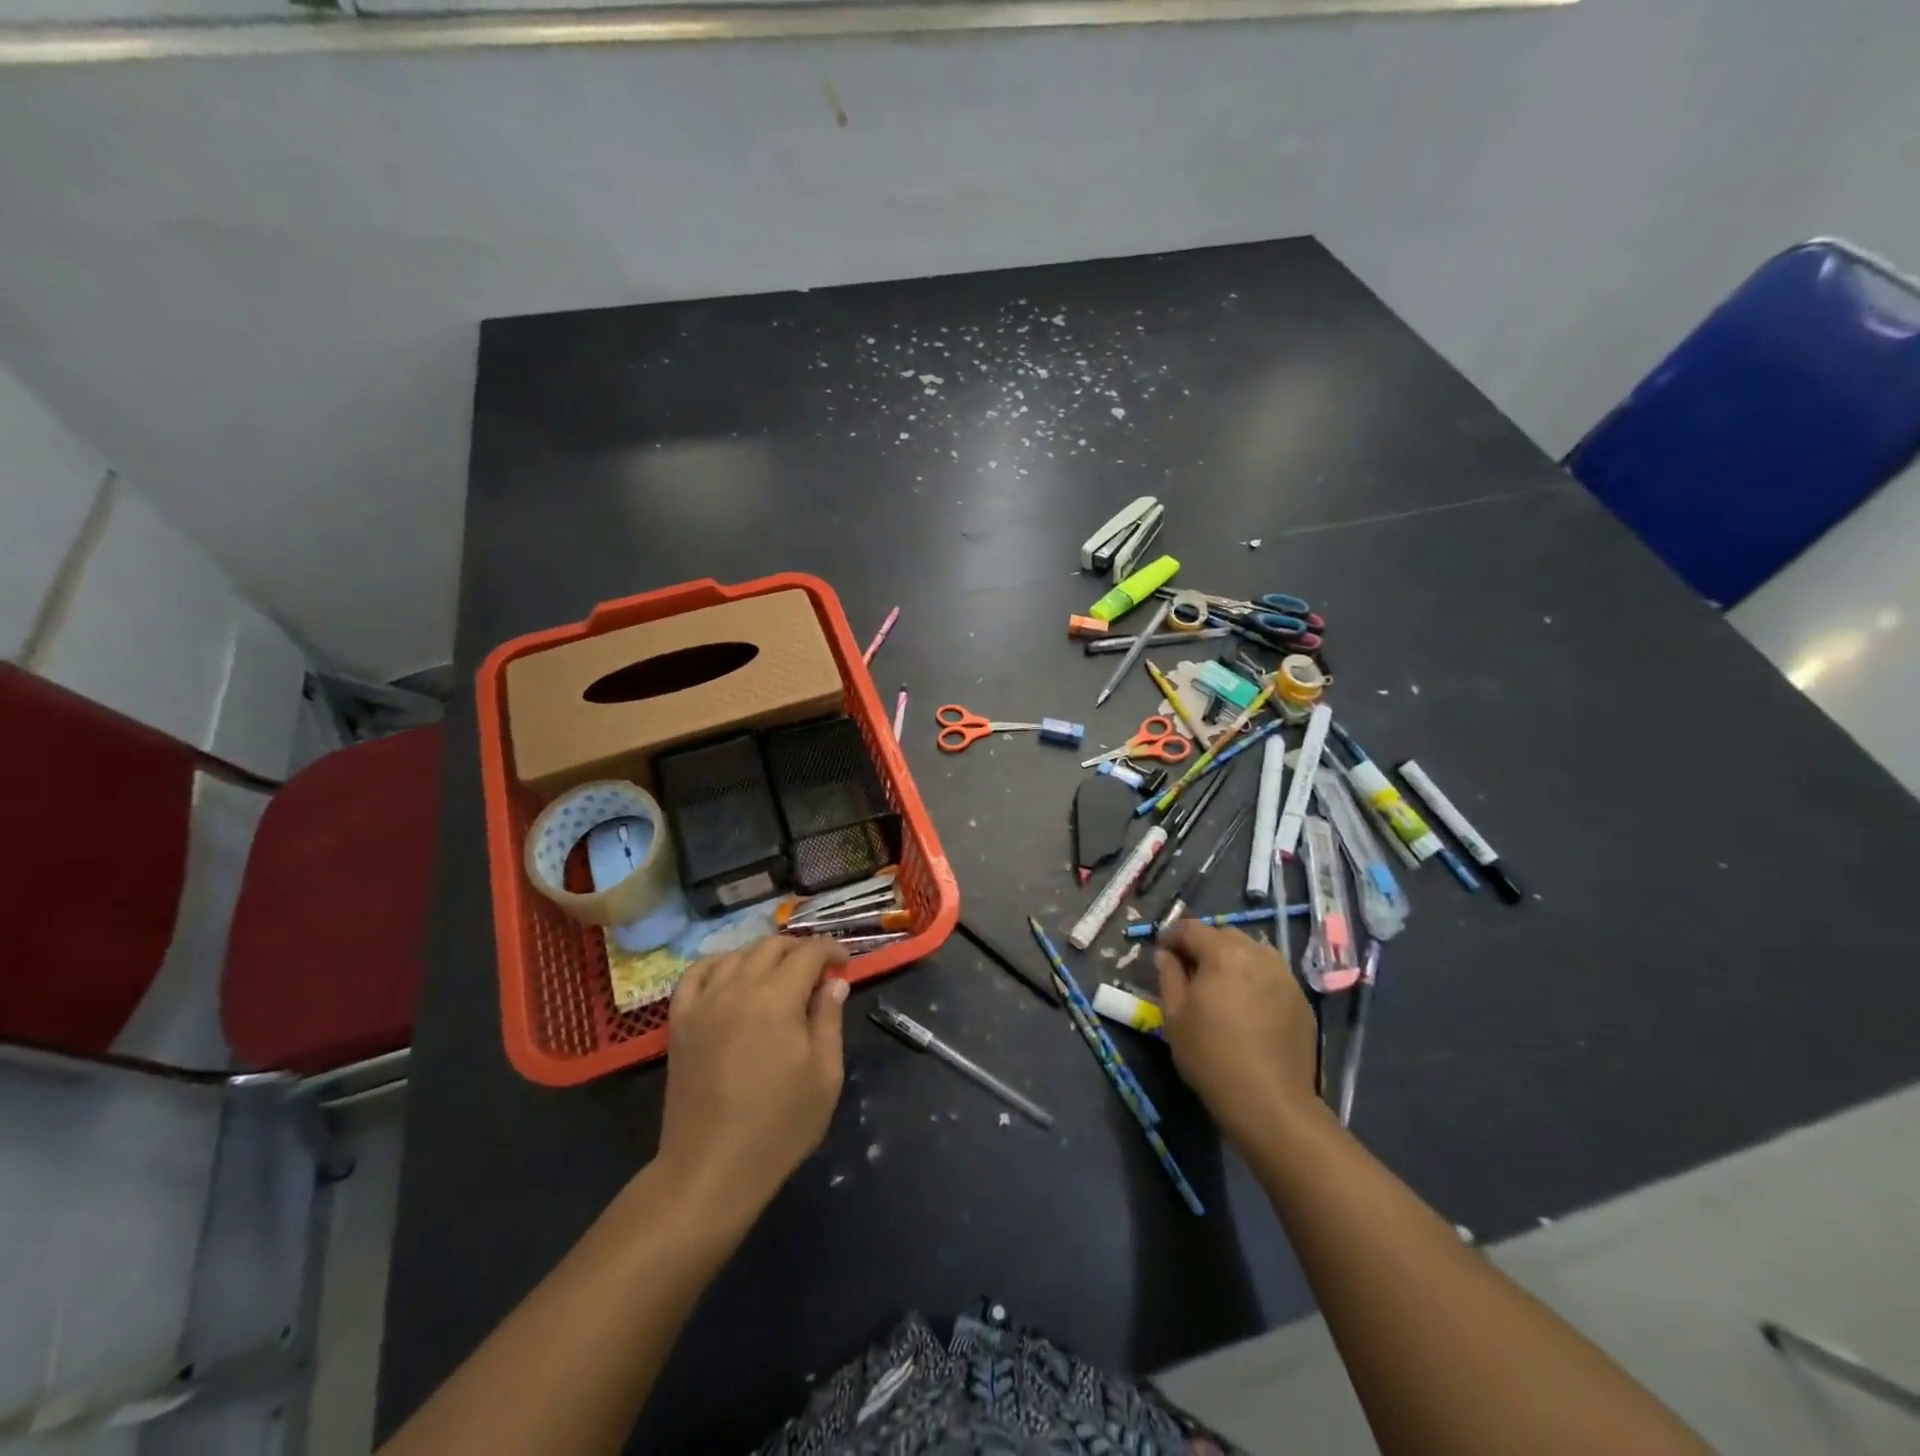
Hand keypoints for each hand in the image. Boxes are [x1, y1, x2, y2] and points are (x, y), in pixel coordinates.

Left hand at [656, 935, 849, 1222]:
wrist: (710, 1169)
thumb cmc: (779, 1126)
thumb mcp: (824, 1075)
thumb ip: (829, 1020)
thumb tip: (833, 984)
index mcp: (778, 998)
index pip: (809, 952)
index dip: (831, 950)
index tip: (844, 966)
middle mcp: (738, 988)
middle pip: (771, 946)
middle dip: (800, 950)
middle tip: (818, 972)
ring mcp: (703, 1003)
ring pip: (736, 955)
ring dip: (763, 957)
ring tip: (778, 977)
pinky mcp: (680, 1022)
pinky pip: (695, 976)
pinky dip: (717, 966)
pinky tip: (730, 979)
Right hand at [1155, 921, 1320, 1148]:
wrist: (1270, 1102)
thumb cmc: (1211, 1055)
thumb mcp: (1174, 1015)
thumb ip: (1168, 975)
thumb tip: (1167, 955)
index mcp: (1223, 953)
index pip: (1191, 928)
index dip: (1172, 935)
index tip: (1161, 951)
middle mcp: (1258, 954)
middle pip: (1224, 934)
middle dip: (1204, 944)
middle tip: (1189, 969)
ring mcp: (1284, 976)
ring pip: (1252, 952)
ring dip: (1232, 958)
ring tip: (1220, 985)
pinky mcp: (1301, 999)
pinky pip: (1271, 975)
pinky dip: (1254, 978)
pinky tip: (1246, 1005)